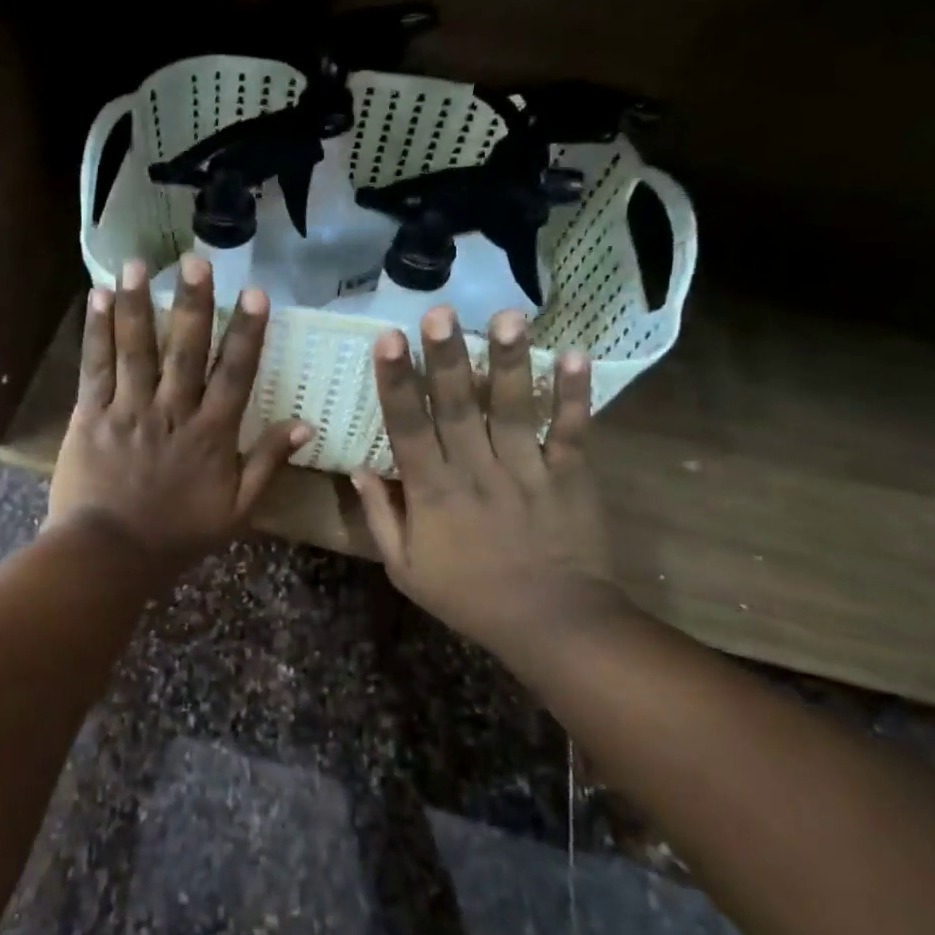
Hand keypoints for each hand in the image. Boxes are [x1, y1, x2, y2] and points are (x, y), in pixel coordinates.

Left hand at [46, 256, 310, 566]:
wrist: (109, 555)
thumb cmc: (177, 535)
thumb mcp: (237, 511)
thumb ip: (267, 464)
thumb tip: (304, 425)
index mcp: (210, 435)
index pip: (235, 375)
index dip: (247, 333)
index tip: (257, 294)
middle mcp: (171, 413)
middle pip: (184, 351)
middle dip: (192, 304)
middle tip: (197, 260)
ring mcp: (128, 411)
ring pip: (136, 350)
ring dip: (138, 304)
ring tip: (139, 264)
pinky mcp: (90, 416)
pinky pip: (95, 368)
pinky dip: (97, 332)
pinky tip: (98, 297)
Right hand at [353, 307, 624, 654]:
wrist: (550, 623)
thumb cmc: (468, 596)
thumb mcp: (405, 568)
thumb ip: (380, 517)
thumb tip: (359, 468)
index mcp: (432, 492)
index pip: (407, 428)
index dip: (396, 382)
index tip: (388, 339)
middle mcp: (476, 471)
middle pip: (457, 406)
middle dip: (445, 357)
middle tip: (439, 311)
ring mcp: (526, 470)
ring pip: (513, 408)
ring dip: (508, 361)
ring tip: (506, 316)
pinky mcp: (569, 476)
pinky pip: (572, 431)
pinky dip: (575, 395)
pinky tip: (575, 353)